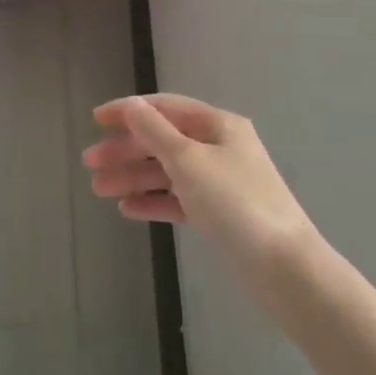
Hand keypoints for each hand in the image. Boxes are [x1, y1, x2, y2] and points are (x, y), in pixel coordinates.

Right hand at [84, 94, 315, 281]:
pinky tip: (127, 209)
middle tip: (90, 164)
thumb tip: (132, 105)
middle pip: (162, 140)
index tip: (95, 119)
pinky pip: (178, 199)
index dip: (129, 110)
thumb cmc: (235, 203)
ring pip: (167, 172)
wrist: (285, 269)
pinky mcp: (219, 214)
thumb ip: (154, 131)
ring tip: (99, 190)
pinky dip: (153, 201)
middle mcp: (219, 148)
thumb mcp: (188, 160)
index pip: (165, 107)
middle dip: (125, 150)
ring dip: (133, 177)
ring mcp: (220, 182)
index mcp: (217, 125)